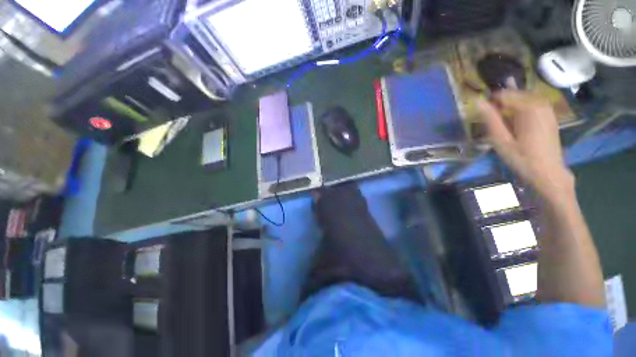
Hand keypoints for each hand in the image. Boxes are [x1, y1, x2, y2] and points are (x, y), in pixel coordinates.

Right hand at [476, 90, 574, 199]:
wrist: (548, 173)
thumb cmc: (521, 158)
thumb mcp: (501, 140)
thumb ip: (490, 119)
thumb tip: (477, 101)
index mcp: (528, 108)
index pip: (504, 94)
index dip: (490, 101)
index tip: (481, 113)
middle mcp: (540, 103)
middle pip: (515, 93)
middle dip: (500, 101)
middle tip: (489, 117)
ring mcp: (547, 109)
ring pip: (524, 97)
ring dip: (510, 104)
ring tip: (500, 118)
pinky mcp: (549, 115)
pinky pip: (532, 104)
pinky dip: (521, 107)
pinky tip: (514, 116)